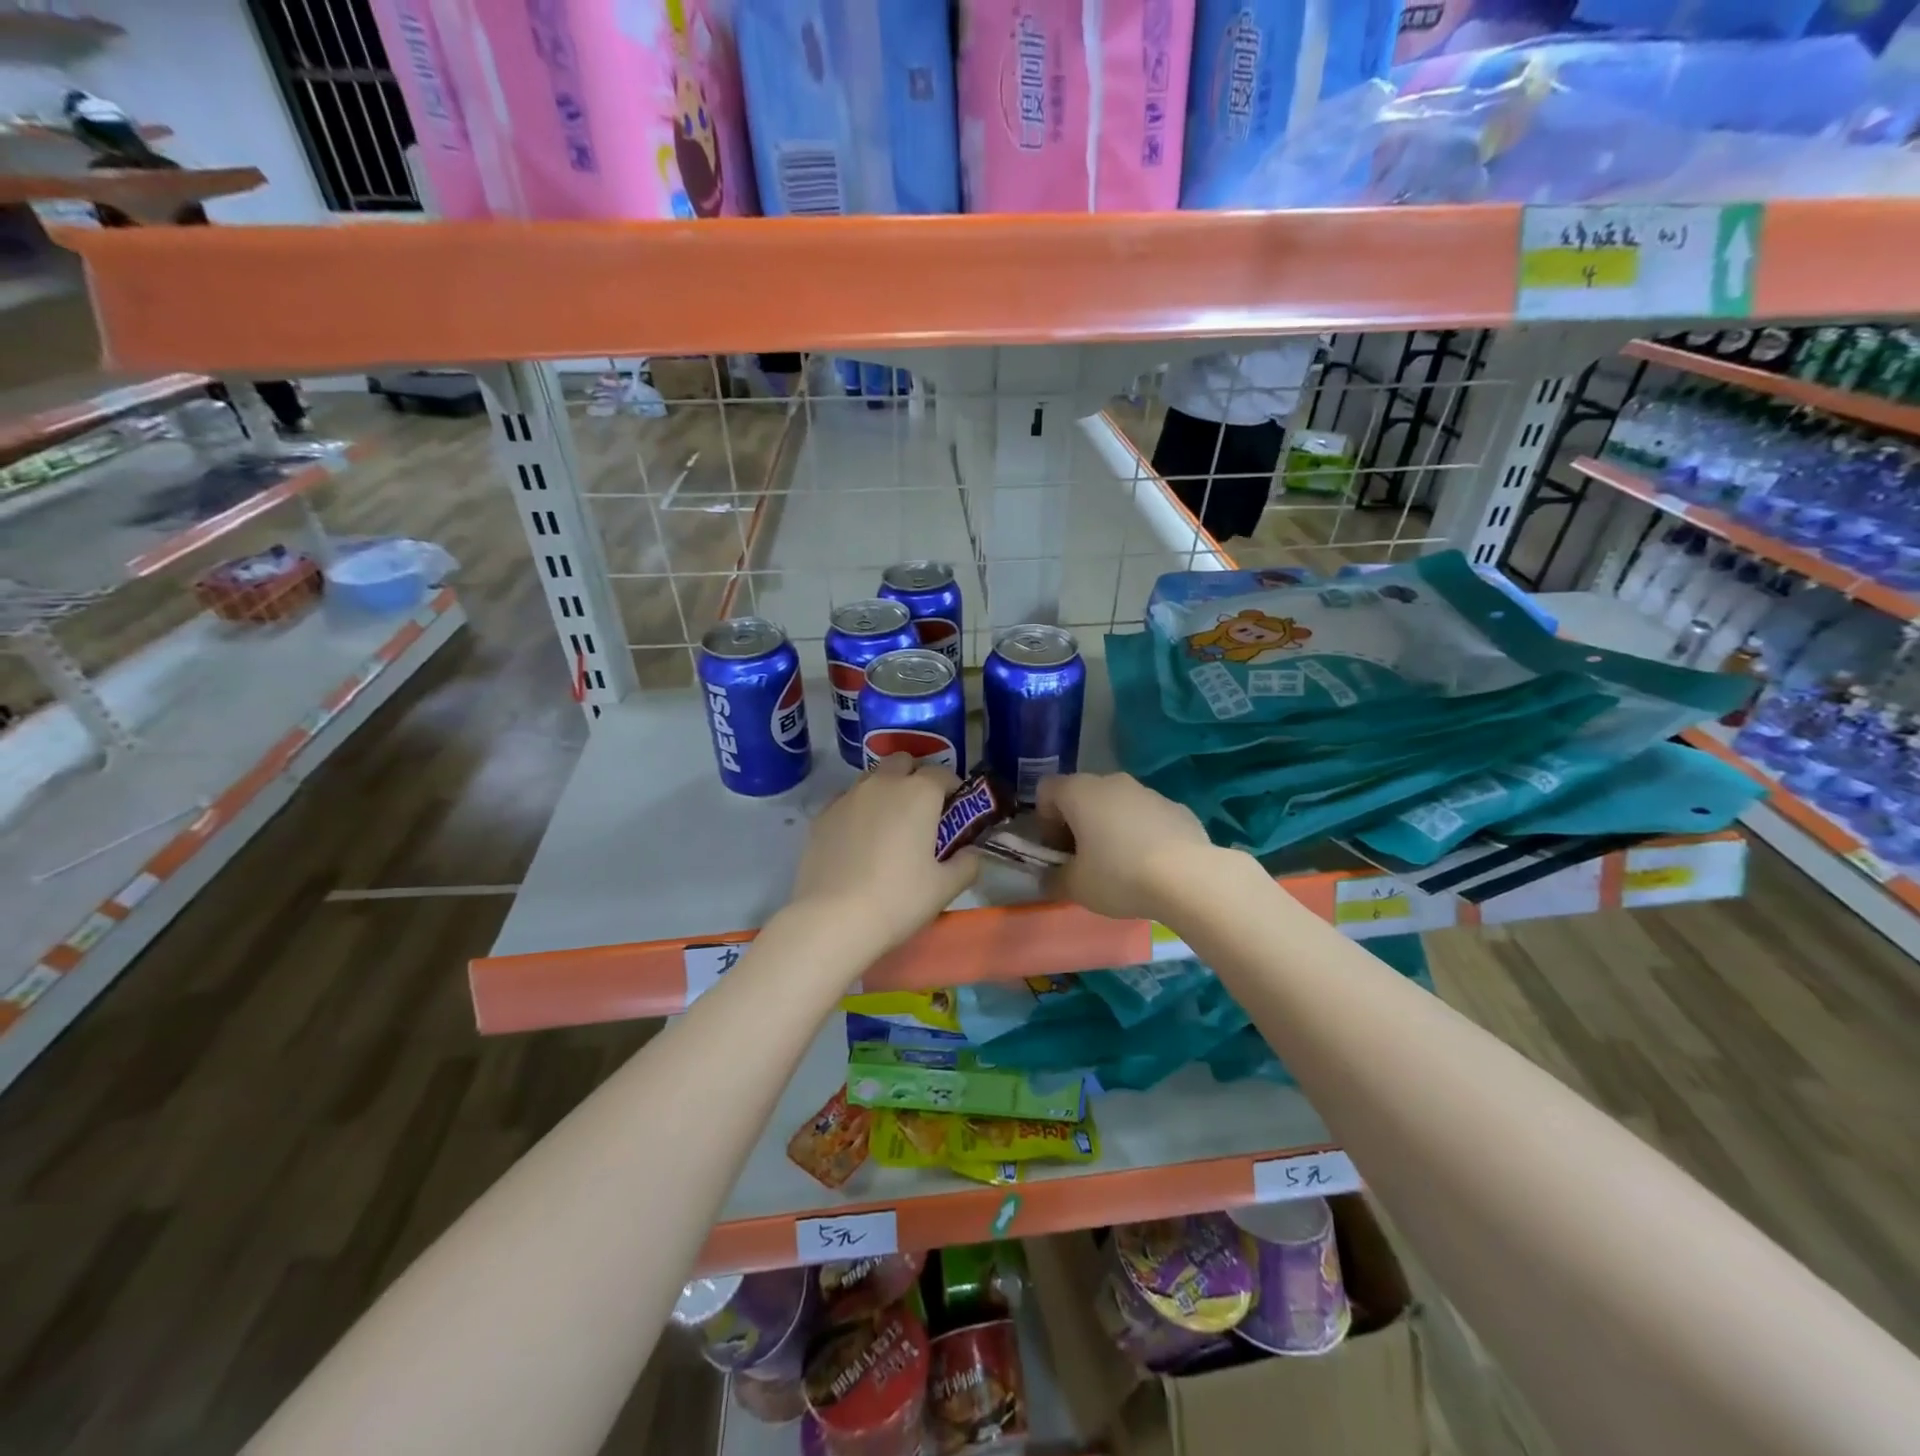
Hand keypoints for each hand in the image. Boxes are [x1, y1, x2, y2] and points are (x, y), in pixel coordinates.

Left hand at [787, 755, 979, 958]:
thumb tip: (970, 852)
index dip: (952, 788)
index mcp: (919, 793)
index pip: (942, 773)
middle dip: (915, 777)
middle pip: (903, 762)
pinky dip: (858, 810)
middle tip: (922, 811)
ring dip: (885, 790)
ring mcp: (848, 797)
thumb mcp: (945, 888)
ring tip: (889, 824)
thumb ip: (967, 863)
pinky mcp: (821, 816)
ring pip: (872, 778)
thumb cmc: (898, 899)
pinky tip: (859, 839)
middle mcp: (883, 784)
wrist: (832, 919)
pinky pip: (846, 800)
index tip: (956, 810)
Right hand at [1036, 772, 1217, 921]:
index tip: (1056, 851)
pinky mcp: (1177, 807)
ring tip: (1120, 865)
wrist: (1189, 878)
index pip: (1046, 790)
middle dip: (1077, 824)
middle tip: (1083, 860)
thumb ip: (1054, 879)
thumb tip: (1048, 879)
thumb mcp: (1075, 887)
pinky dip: (1141, 833)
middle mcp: (1111, 782)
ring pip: (1117, 804)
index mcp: (1079, 792)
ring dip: (1110, 827)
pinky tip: (1151, 864)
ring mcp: (1147, 791)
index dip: (1044, 820)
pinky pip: (1147, 816)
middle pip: (1082, 795)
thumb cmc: (1119, 875)